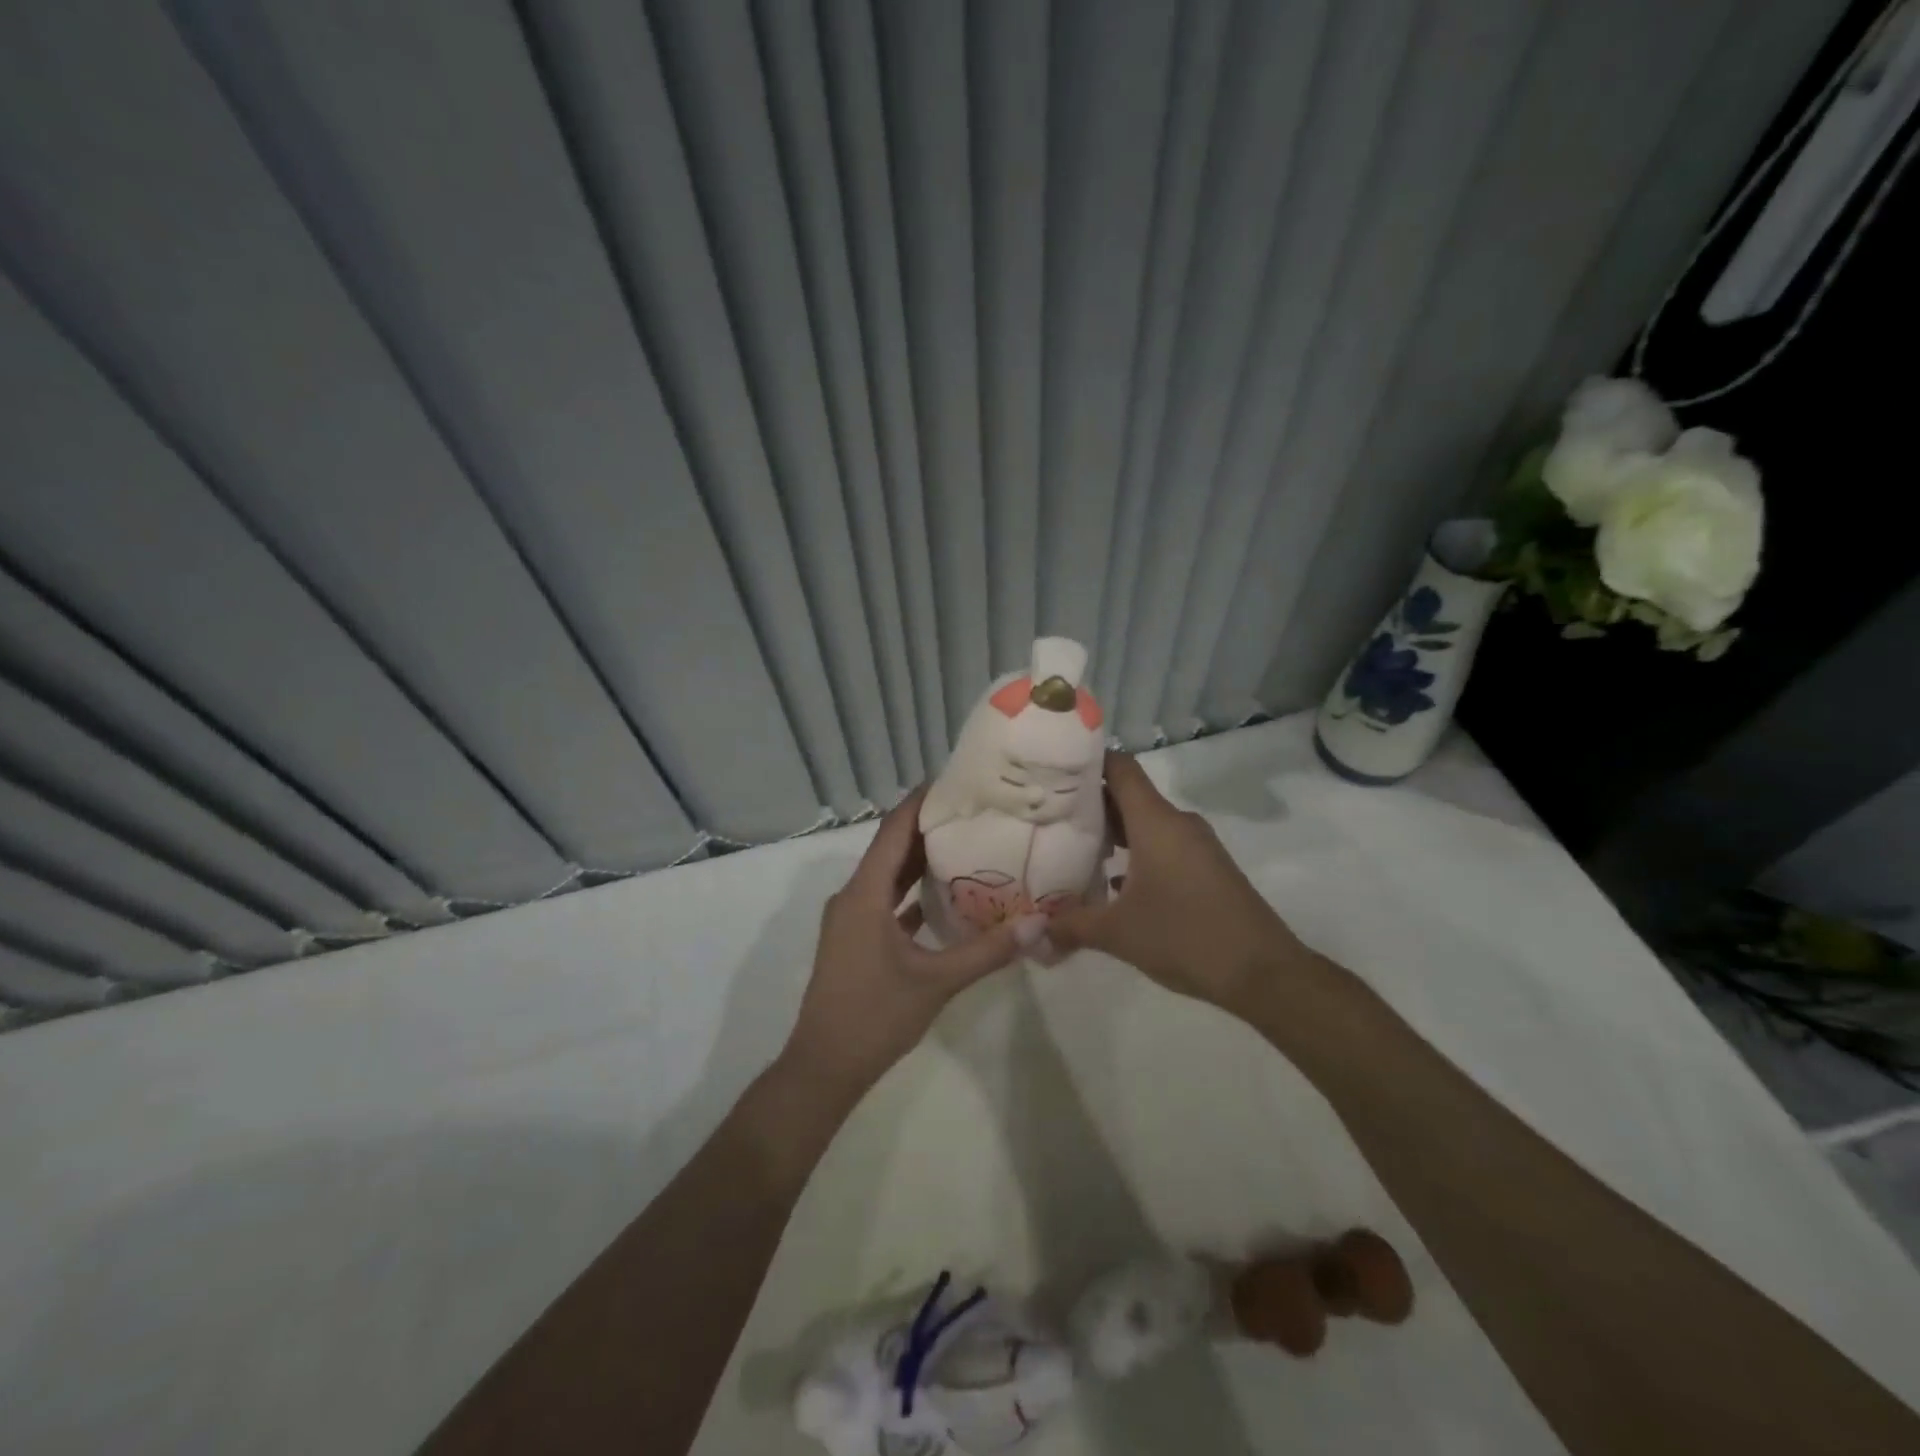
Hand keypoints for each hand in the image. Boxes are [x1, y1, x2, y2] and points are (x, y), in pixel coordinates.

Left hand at [780, 786, 1048, 1099]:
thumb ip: (986, 951)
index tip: (955, 781)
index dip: (921, 803)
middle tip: (974, 810)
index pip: (894, 831)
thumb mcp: (936, 982)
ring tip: (966, 842)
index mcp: (865, 893)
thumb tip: (1036, 923)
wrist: (824, 1066)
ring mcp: (851, 919)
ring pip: (889, 876)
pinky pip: (886, 901)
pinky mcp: (856, 940)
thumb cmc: (875, 1016)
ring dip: (920, 860)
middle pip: (892, 849)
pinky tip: (946, 895)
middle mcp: (853, 896)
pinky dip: (912, 893)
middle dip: (929, 827)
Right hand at [1049, 752, 1314, 1017]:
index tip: (1052, 772)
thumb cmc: (1185, 937)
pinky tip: (1113, 884)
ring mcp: (1196, 845)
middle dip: (1089, 805)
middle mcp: (1177, 823)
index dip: (1086, 763)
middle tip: (1048, 817)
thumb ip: (1071, 926)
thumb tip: (1034, 932)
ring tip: (1074, 850)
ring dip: (1113, 833)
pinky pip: (1163, 846)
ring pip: (1146, 824)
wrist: (1264, 973)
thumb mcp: (1118, 933)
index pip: (1119, 767)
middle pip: (1128, 796)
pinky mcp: (1208, 868)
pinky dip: (1136, 854)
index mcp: (1156, 821)